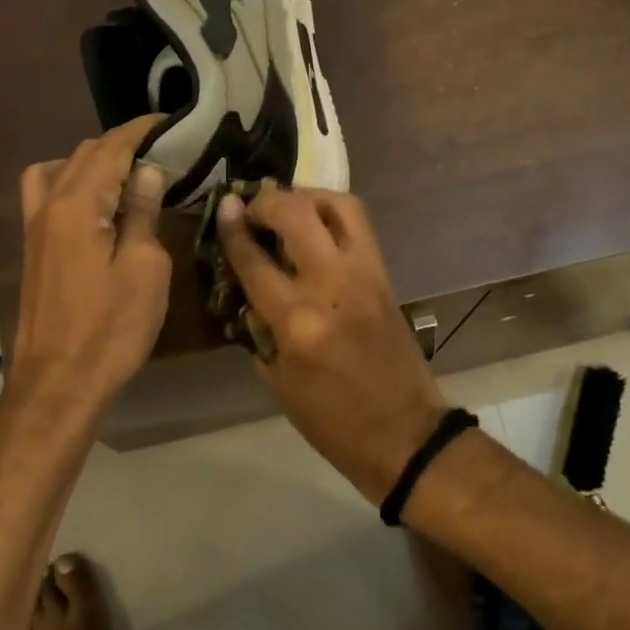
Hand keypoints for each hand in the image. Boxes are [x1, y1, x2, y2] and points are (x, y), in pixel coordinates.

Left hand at [8, 117, 170, 420]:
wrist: (57, 384)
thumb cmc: (110, 329)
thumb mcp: (144, 270)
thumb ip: (142, 213)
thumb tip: (147, 171)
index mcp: (77, 205)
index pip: (111, 148)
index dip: (141, 130)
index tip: (171, 121)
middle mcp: (48, 205)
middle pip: (83, 153)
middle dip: (122, 143)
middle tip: (163, 152)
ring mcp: (34, 226)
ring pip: (60, 169)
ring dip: (94, 161)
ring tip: (128, 174)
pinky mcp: (32, 247)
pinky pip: (45, 193)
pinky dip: (70, 181)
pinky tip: (93, 202)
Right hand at [217, 187, 448, 503]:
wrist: (404, 433)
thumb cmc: (332, 420)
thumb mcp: (277, 381)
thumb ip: (258, 327)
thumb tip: (246, 288)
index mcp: (297, 321)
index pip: (254, 259)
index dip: (233, 228)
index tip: (224, 207)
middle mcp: (331, 285)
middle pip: (295, 214)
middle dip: (267, 200)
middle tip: (252, 206)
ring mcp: (364, 274)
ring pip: (337, 205)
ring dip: (305, 196)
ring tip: (287, 206)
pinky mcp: (384, 274)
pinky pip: (358, 224)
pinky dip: (332, 211)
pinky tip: (315, 223)